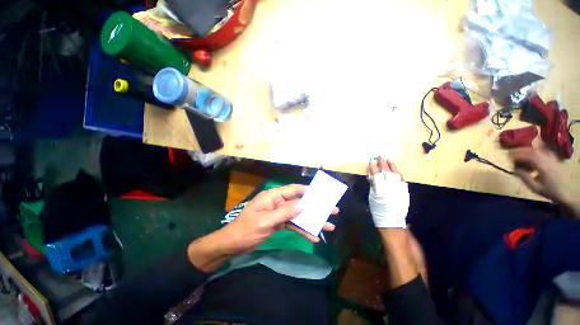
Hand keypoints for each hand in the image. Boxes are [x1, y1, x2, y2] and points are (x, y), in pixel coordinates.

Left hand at [187, 185, 337, 271]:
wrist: (232, 245)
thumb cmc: (246, 230)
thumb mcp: (265, 221)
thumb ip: (285, 212)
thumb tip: (304, 204)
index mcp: (272, 196)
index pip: (293, 190)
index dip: (308, 190)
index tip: (321, 193)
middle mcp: (277, 202)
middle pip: (298, 202)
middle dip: (314, 206)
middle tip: (331, 210)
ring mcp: (278, 213)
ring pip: (298, 214)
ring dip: (311, 220)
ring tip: (328, 225)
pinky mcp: (278, 223)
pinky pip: (292, 224)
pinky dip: (302, 230)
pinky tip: (313, 236)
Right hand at [368, 157, 409, 228]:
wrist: (391, 220)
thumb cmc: (377, 209)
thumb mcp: (371, 197)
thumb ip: (372, 185)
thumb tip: (371, 175)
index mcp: (380, 190)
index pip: (376, 175)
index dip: (373, 167)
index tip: (371, 161)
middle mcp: (391, 188)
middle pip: (387, 172)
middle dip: (383, 163)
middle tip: (380, 156)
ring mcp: (400, 189)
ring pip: (396, 174)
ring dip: (392, 166)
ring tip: (388, 160)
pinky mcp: (405, 191)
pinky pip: (402, 179)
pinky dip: (398, 173)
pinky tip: (395, 170)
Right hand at [510, 147, 578, 215]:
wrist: (567, 193)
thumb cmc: (550, 191)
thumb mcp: (535, 187)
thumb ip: (524, 177)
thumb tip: (514, 169)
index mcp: (542, 164)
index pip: (526, 155)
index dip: (516, 154)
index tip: (507, 157)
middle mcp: (547, 158)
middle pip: (531, 150)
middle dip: (520, 151)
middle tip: (511, 155)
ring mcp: (551, 158)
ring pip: (536, 150)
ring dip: (526, 152)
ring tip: (520, 158)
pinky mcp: (553, 159)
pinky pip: (542, 152)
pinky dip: (534, 153)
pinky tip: (531, 159)